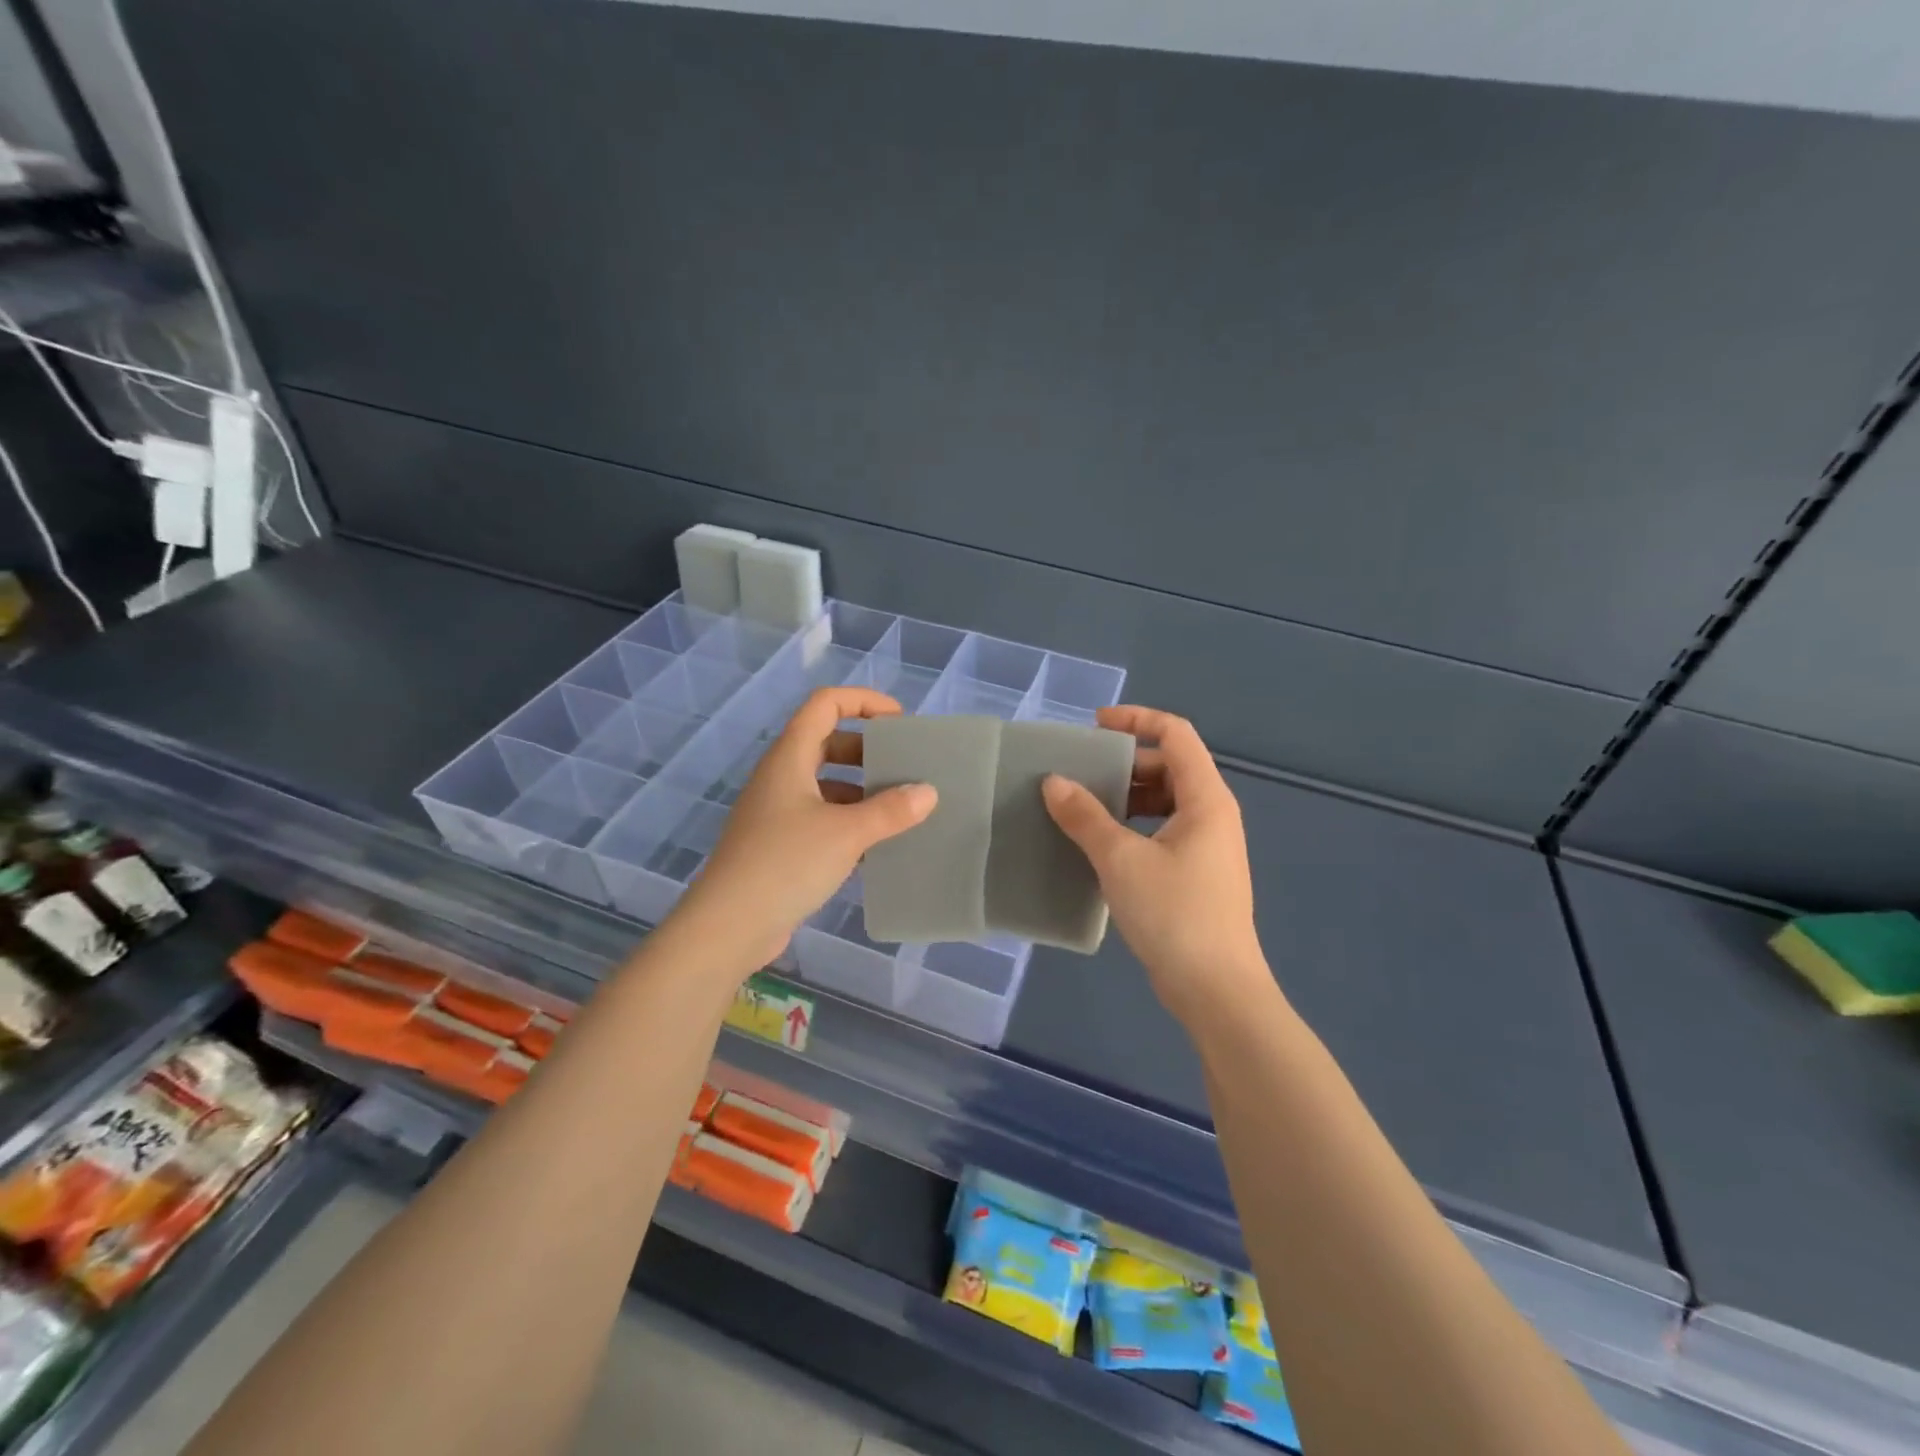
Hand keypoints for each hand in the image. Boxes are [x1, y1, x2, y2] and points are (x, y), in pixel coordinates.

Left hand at [670, 687, 936, 976]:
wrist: (729, 927)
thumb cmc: (785, 864)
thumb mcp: (846, 833)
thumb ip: (890, 810)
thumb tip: (927, 792)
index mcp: (790, 757)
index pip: (825, 704)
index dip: (864, 701)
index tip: (899, 722)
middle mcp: (781, 777)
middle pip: (827, 742)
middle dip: (868, 750)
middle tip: (904, 768)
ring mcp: (777, 813)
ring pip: (826, 785)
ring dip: (861, 791)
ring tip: (901, 810)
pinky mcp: (780, 846)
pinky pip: (821, 819)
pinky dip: (850, 824)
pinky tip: (877, 848)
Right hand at [1042, 706, 1271, 1026]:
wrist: (1216, 989)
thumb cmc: (1174, 913)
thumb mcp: (1121, 859)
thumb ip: (1084, 816)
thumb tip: (1053, 782)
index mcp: (1206, 798)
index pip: (1175, 734)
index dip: (1136, 719)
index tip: (1095, 726)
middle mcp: (1213, 814)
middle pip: (1170, 766)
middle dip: (1125, 763)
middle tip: (1081, 774)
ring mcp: (1208, 846)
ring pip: (1166, 801)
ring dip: (1127, 797)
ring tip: (1084, 807)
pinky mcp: (1198, 874)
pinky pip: (1163, 830)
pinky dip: (1134, 825)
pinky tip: (1102, 845)